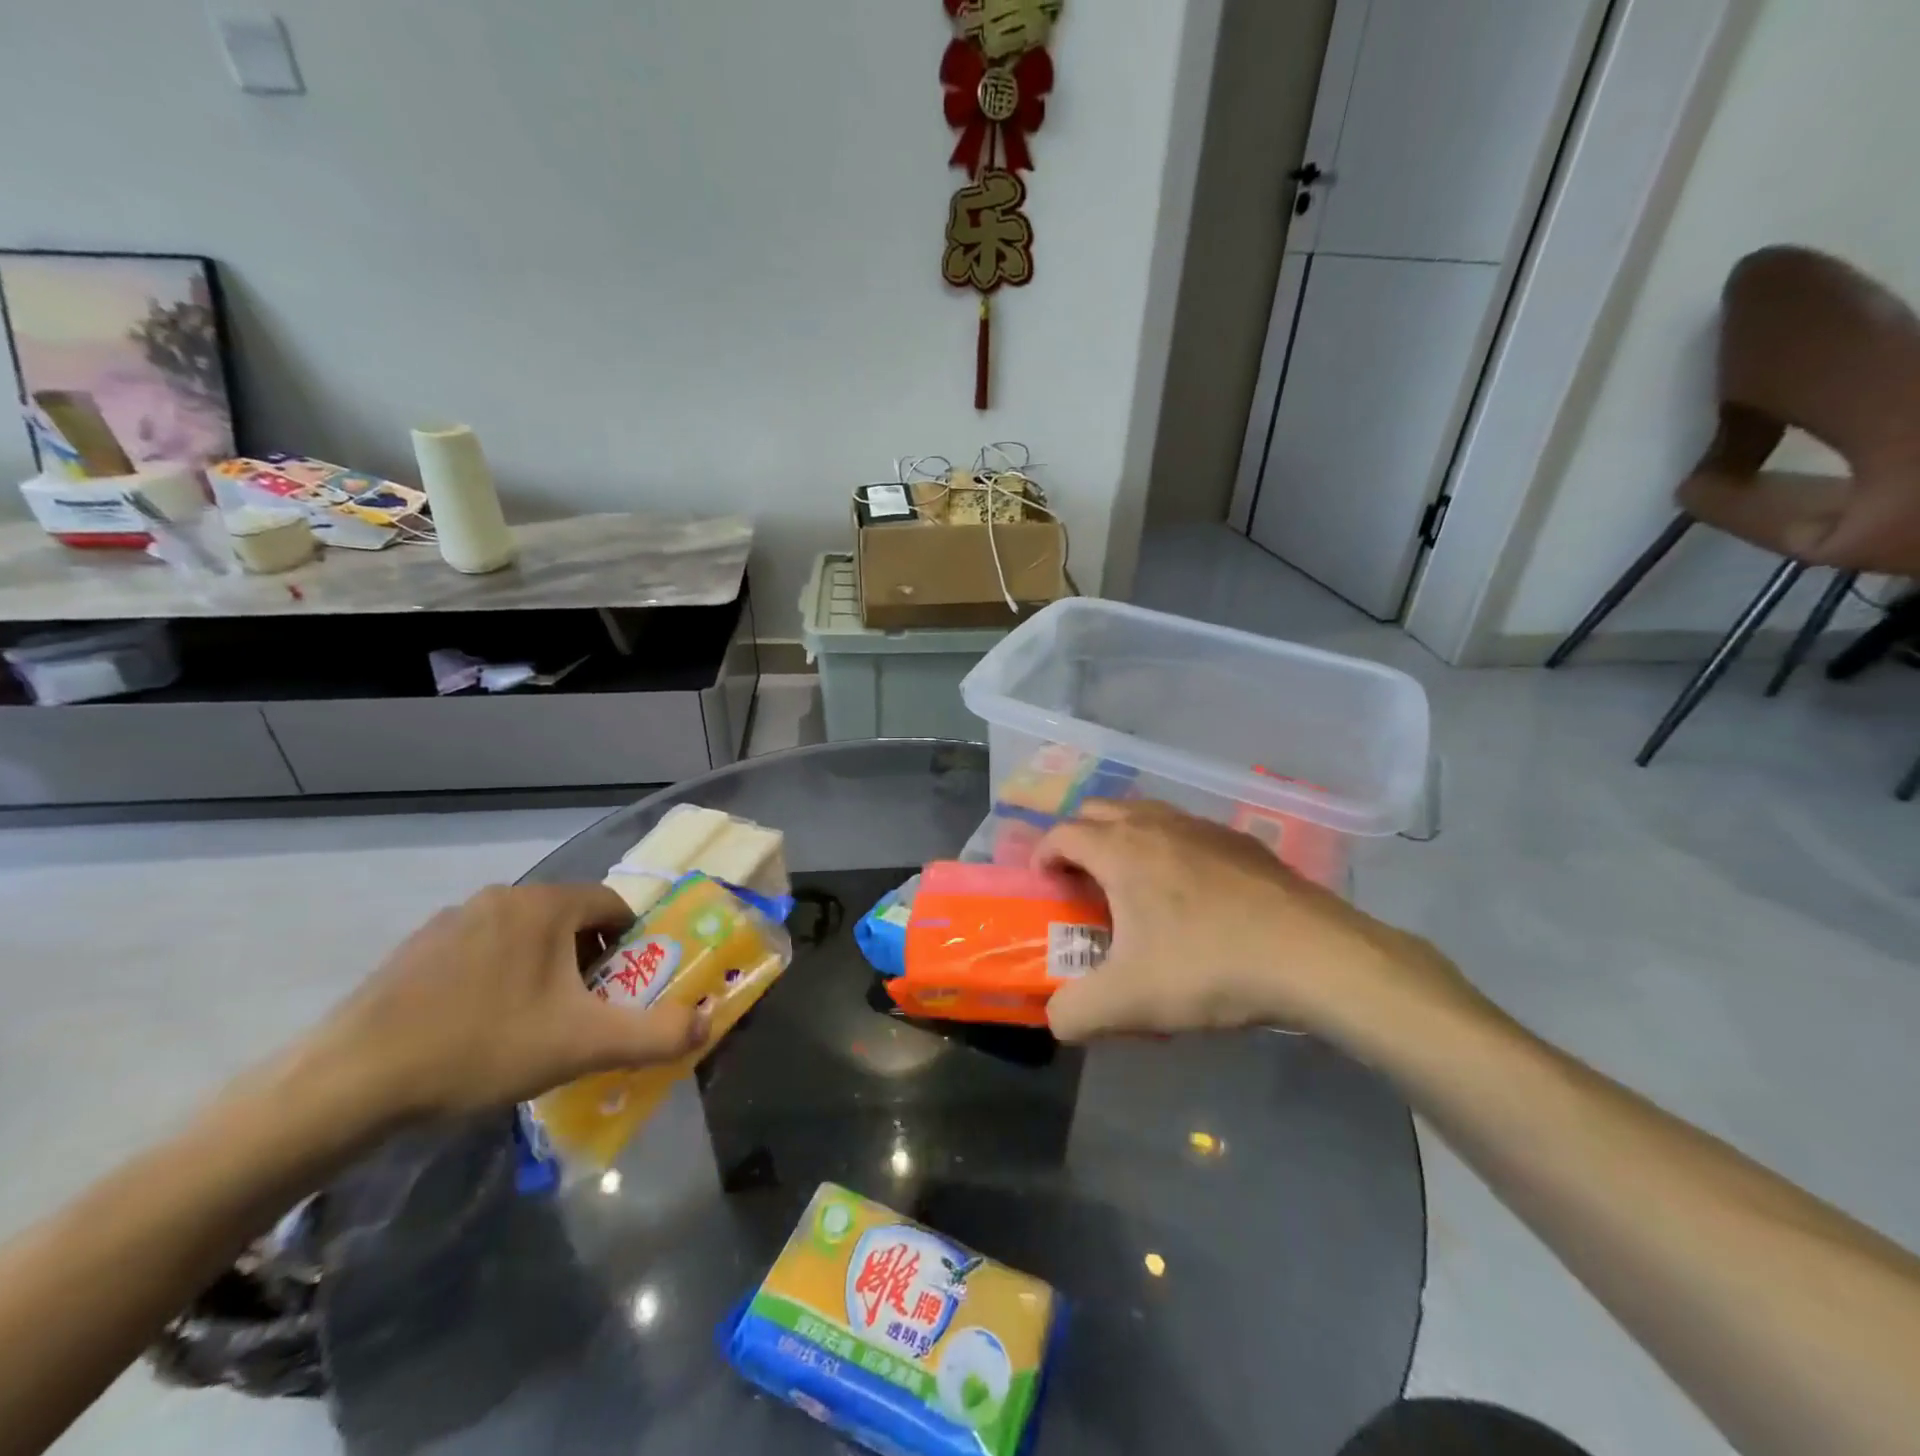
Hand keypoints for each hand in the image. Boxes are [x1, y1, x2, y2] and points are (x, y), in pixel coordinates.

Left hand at [299, 884, 708, 1122]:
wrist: (346, 1086)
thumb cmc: (480, 1048)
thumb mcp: (582, 1045)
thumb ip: (656, 1033)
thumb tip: (707, 1022)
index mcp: (544, 905)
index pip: (615, 906)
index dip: (633, 946)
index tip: (627, 991)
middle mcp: (500, 898)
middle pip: (571, 921)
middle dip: (589, 963)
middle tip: (585, 1014)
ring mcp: (451, 921)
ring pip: (525, 938)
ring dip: (544, 971)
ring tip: (534, 1028)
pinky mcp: (414, 951)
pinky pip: (481, 954)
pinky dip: (498, 980)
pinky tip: (479, 1031)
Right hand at [1034, 801, 1476, 1045]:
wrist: (1315, 956)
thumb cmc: (1210, 967)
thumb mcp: (1129, 1003)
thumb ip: (1075, 1013)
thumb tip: (1056, 1018)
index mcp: (1121, 850)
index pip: (1063, 833)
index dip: (1043, 855)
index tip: (1044, 885)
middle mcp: (1157, 824)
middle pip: (1100, 809)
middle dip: (1079, 837)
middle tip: (1082, 881)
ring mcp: (1204, 827)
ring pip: (1146, 812)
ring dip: (1124, 836)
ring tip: (1133, 883)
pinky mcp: (1242, 841)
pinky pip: (1187, 830)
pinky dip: (1169, 846)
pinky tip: (1191, 892)